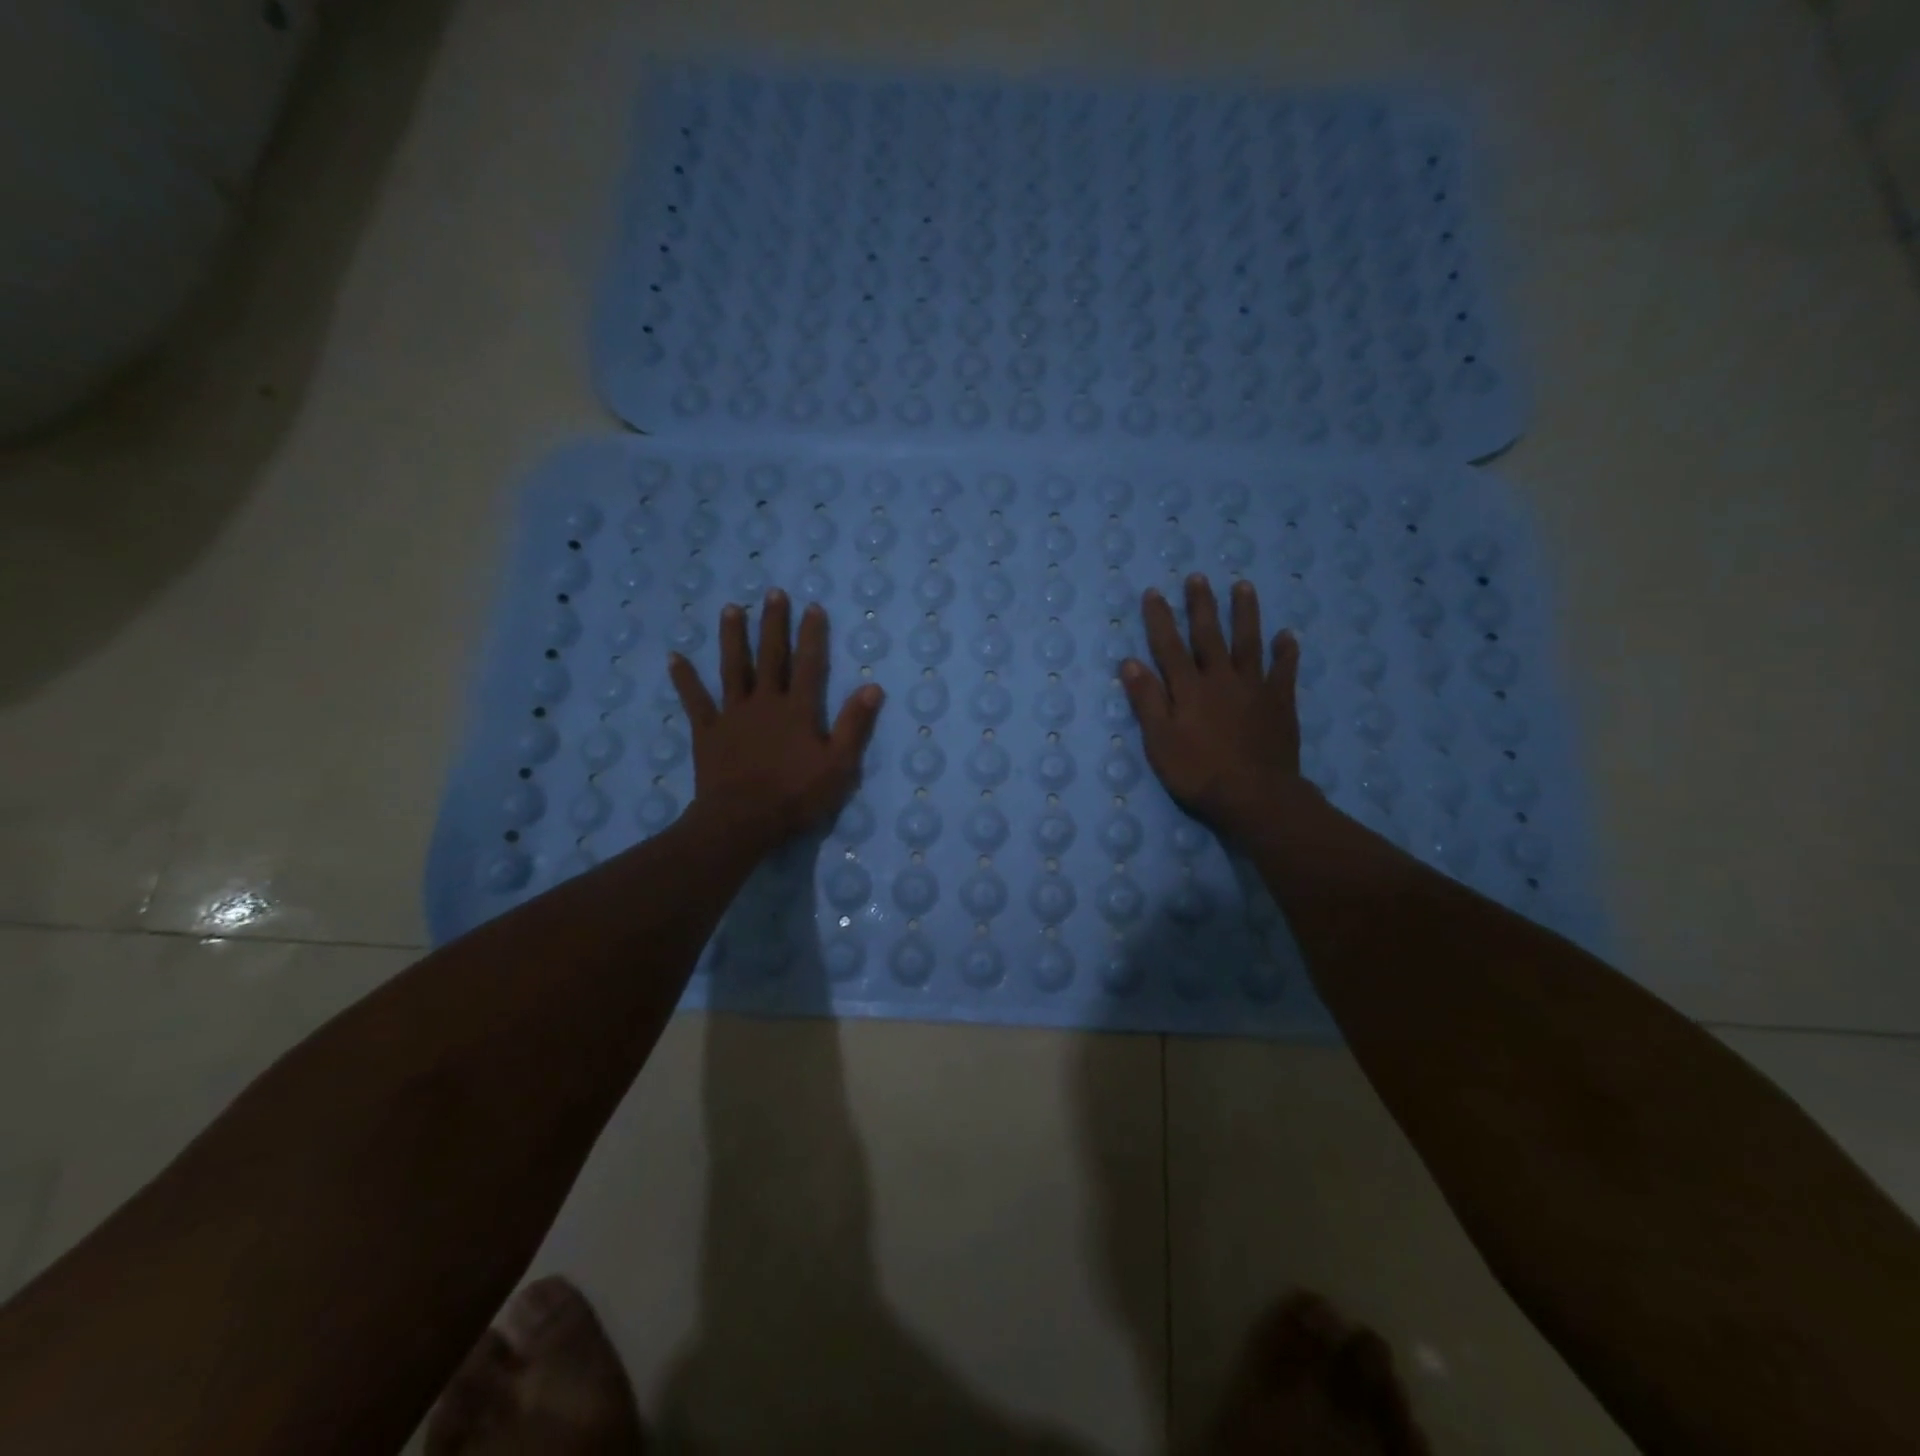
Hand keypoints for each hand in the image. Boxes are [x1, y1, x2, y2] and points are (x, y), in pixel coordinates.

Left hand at [668, 591, 883, 851]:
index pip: (809, 665)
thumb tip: (873, 687)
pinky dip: (684, 679)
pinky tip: (674, 657)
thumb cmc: (796, 796)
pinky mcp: (708, 731)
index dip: (812, 635)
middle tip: (772, 593)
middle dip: (773, 624)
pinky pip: (695, 700)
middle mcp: (765, 702)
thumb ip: (854, 725)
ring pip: (733, 668)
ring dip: (732, 638)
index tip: (812, 606)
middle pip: (770, 656)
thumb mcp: (838, 765)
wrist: (742, 821)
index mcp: (798, 710)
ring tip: (731, 608)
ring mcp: (733, 714)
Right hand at [1120, 575, 1307, 838]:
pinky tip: (1287, 636)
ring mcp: (1254, 688)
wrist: (1254, 795)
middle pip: (1209, 635)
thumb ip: (1147, 701)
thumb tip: (1130, 663)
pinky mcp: (1279, 703)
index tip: (1154, 592)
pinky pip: (1284, 671)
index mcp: (1188, 688)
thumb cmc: (1198, 772)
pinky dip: (1285, 652)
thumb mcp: (1160, 741)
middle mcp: (1220, 678)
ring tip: (1243, 587)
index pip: (1169, 646)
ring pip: (1248, 642)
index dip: (1160, 619)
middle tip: (1198, 578)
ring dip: (1244, 614)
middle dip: (1201, 605)